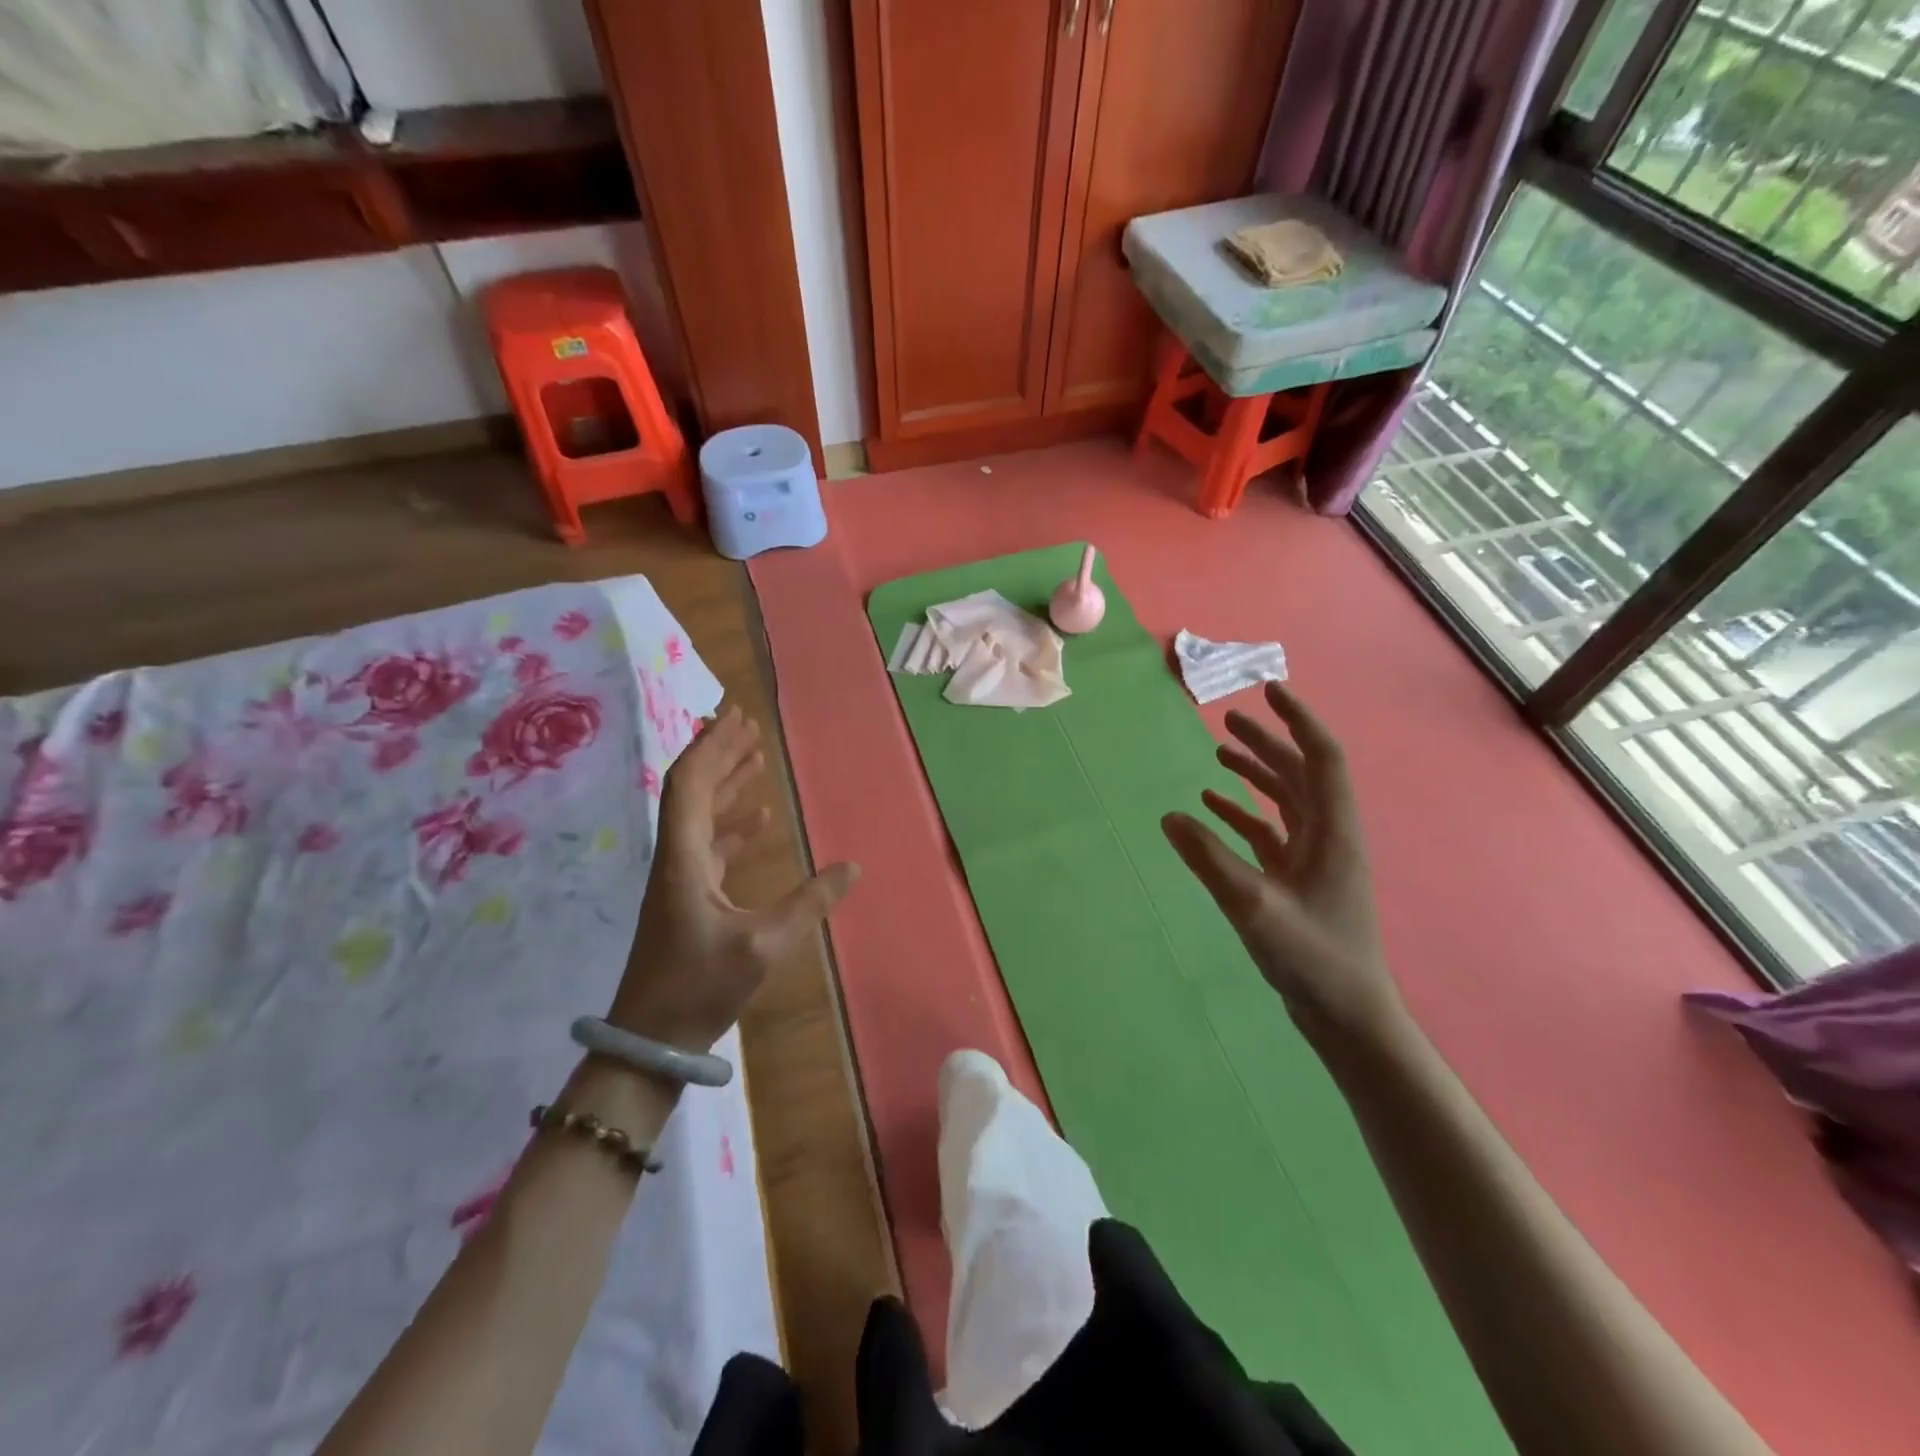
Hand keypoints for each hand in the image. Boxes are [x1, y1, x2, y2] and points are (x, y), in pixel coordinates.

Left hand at [610, 707, 858, 1051]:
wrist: (651, 1039)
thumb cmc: (699, 986)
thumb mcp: (763, 944)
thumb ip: (809, 903)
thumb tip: (853, 867)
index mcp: (684, 858)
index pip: (691, 785)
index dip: (712, 748)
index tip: (734, 718)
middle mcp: (676, 857)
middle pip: (693, 791)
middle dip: (720, 754)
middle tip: (748, 725)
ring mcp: (680, 878)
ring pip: (702, 816)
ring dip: (727, 785)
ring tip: (757, 760)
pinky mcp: (688, 898)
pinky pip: (710, 844)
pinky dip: (733, 824)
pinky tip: (760, 820)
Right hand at [1161, 683, 1406, 1050]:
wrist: (1347, 1014)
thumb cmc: (1312, 957)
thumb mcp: (1253, 906)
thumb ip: (1208, 859)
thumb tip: (1169, 817)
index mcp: (1332, 831)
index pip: (1321, 758)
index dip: (1297, 720)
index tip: (1269, 691)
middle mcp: (1328, 835)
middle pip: (1301, 772)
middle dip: (1268, 742)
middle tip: (1230, 719)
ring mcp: (1315, 858)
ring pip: (1286, 799)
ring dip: (1255, 774)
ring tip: (1219, 753)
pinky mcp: (1300, 878)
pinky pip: (1271, 831)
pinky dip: (1244, 813)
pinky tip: (1212, 809)